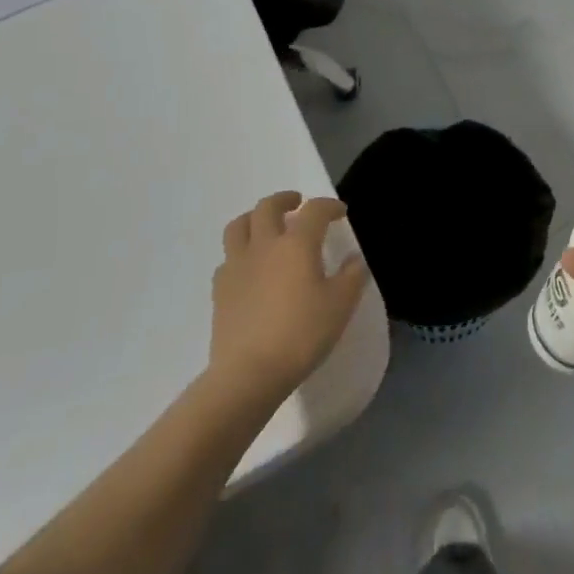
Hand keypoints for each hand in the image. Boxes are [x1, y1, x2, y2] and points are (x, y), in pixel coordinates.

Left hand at [205, 192, 368, 397]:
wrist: (248, 374)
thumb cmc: (301, 334)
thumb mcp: (340, 306)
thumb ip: (351, 277)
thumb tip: (353, 259)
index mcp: (297, 244)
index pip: (314, 210)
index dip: (329, 206)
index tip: (340, 212)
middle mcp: (264, 245)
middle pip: (268, 207)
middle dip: (285, 199)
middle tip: (297, 204)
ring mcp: (237, 266)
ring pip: (239, 226)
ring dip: (254, 218)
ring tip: (266, 226)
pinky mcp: (220, 290)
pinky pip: (228, 258)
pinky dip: (240, 253)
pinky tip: (250, 267)